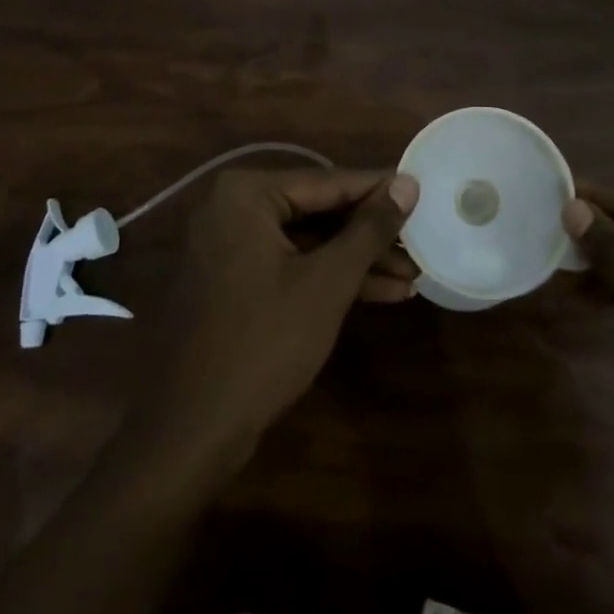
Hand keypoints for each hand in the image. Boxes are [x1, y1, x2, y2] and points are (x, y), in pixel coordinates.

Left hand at [136, 168, 417, 468]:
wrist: (192, 431)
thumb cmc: (264, 343)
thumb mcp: (328, 281)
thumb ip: (370, 228)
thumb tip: (407, 182)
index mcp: (247, 194)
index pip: (328, 181)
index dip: (379, 189)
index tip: (421, 190)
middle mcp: (233, 208)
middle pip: (319, 211)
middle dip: (371, 235)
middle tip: (420, 241)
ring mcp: (229, 246)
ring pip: (308, 242)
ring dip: (357, 260)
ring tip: (412, 275)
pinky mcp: (233, 281)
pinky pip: (290, 265)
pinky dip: (329, 278)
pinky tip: (380, 293)